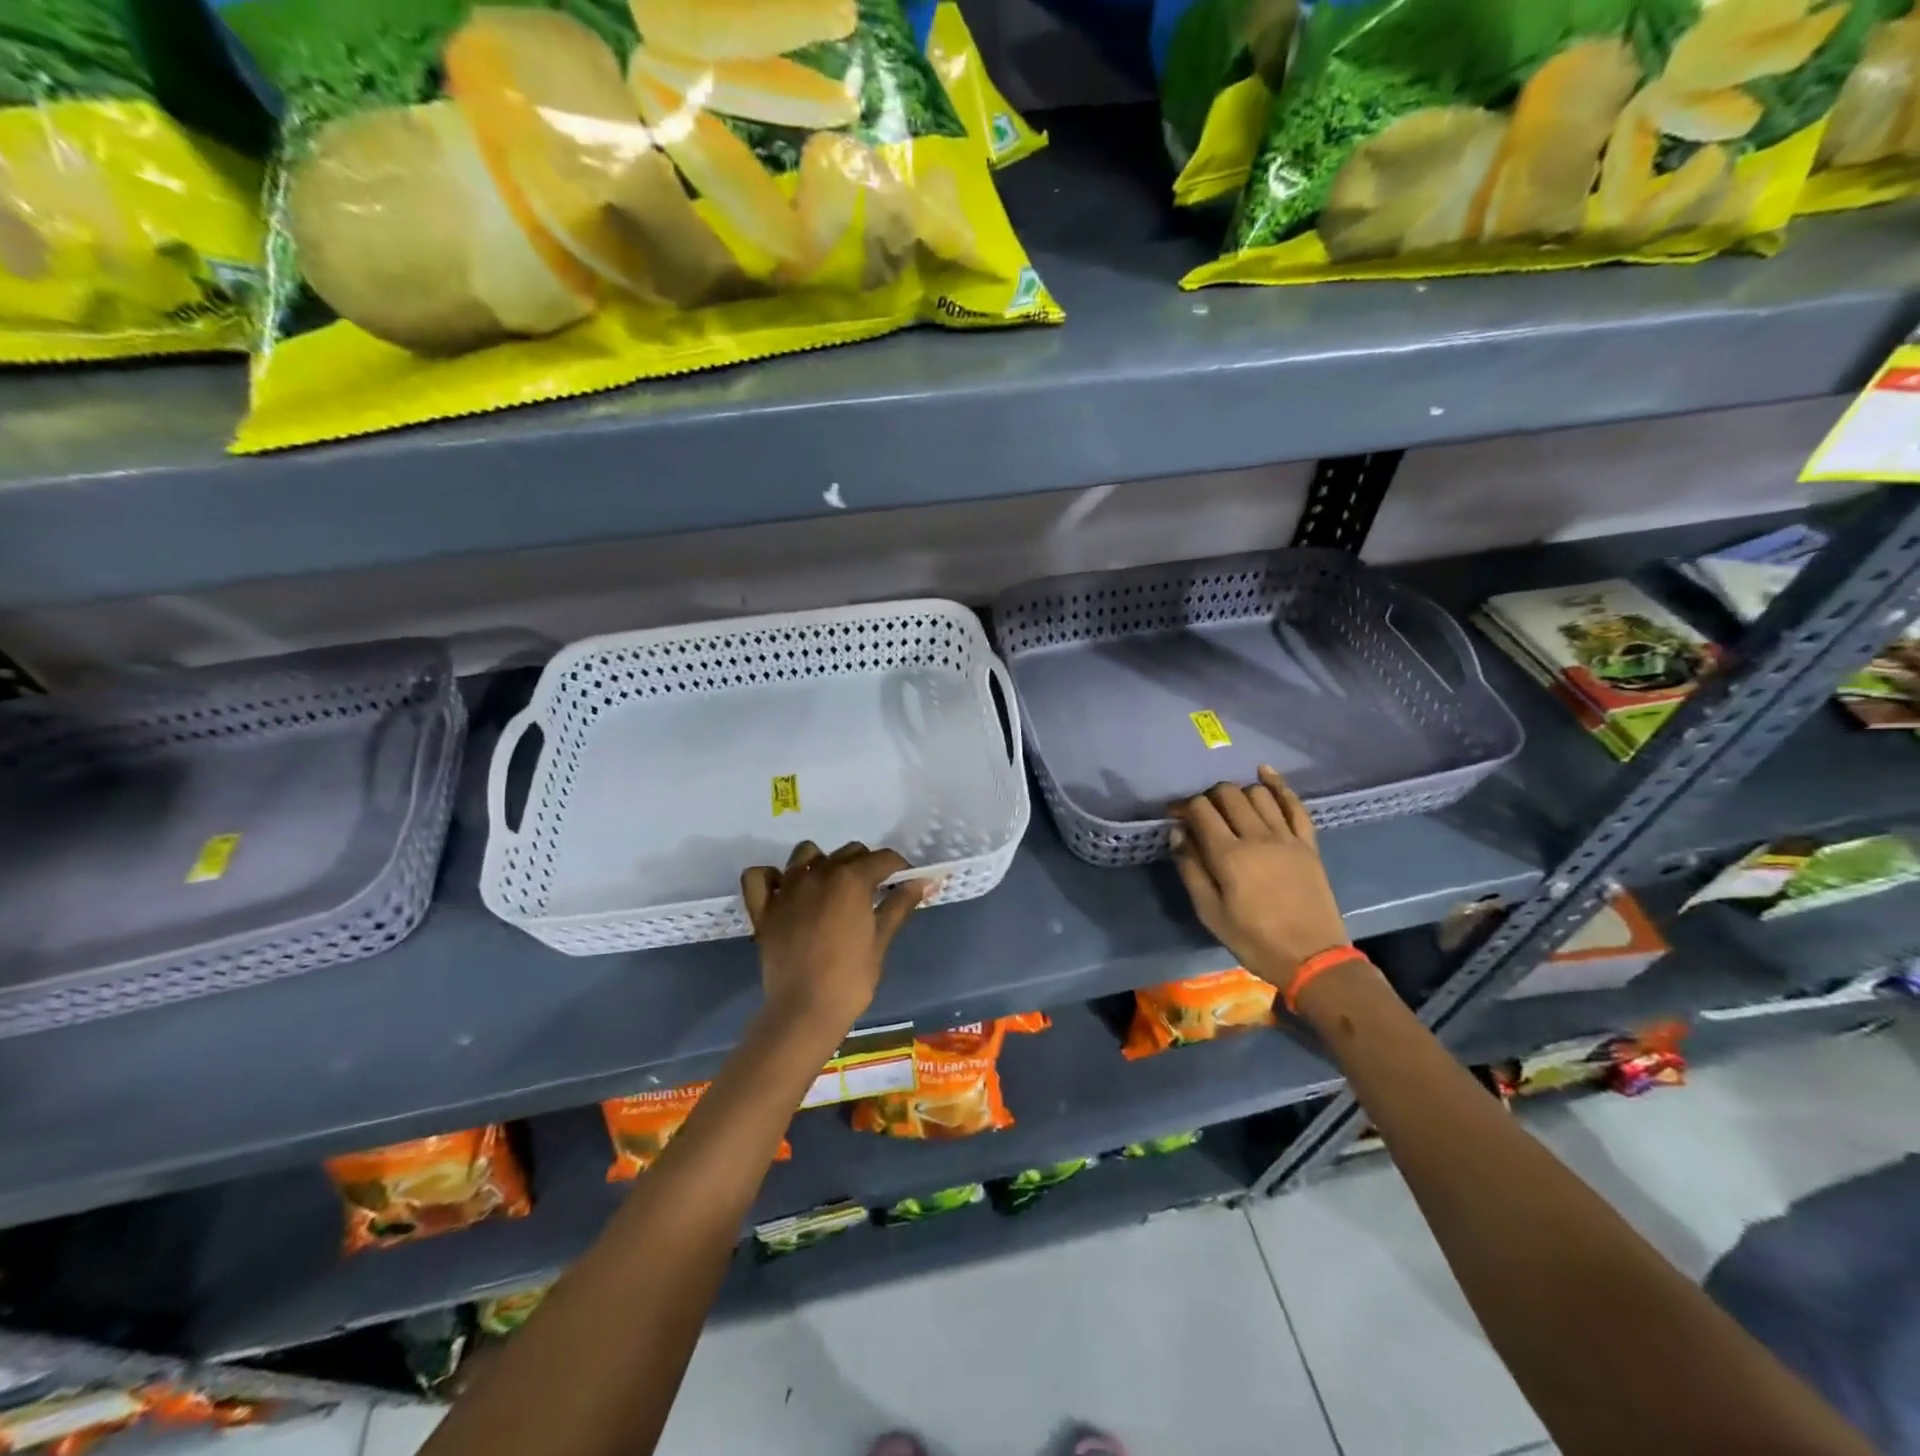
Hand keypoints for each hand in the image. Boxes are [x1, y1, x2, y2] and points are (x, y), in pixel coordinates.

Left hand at [740, 841, 932, 1033]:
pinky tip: (785, 890)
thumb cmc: (850, 979)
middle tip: (873, 892)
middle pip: (849, 852)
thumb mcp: (880, 940)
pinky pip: (759, 876)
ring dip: (821, 863)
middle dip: (865, 865)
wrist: (804, 1011)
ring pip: (805, 854)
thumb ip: (899, 905)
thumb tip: (922, 882)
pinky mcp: (763, 908)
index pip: (884, 858)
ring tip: (830, 887)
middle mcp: (818, 873)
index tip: (906, 883)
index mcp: (851, 879)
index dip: (900, 868)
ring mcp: (787, 888)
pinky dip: (771, 877)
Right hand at [1169, 767, 1350, 996]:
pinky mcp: (1308, 843)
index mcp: (1229, 856)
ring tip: (1230, 807)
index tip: (1174, 815)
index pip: (1201, 810)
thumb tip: (1177, 834)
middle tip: (1202, 814)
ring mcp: (1287, 837)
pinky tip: (1264, 773)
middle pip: (1228, 794)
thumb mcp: (1210, 913)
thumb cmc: (1254, 940)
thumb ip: (1191, 869)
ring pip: (1258, 793)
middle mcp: (1257, 837)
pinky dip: (1279, 785)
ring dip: (1239, 793)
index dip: (1183, 806)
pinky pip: (1295, 804)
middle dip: (1209, 797)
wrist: (1313, 959)